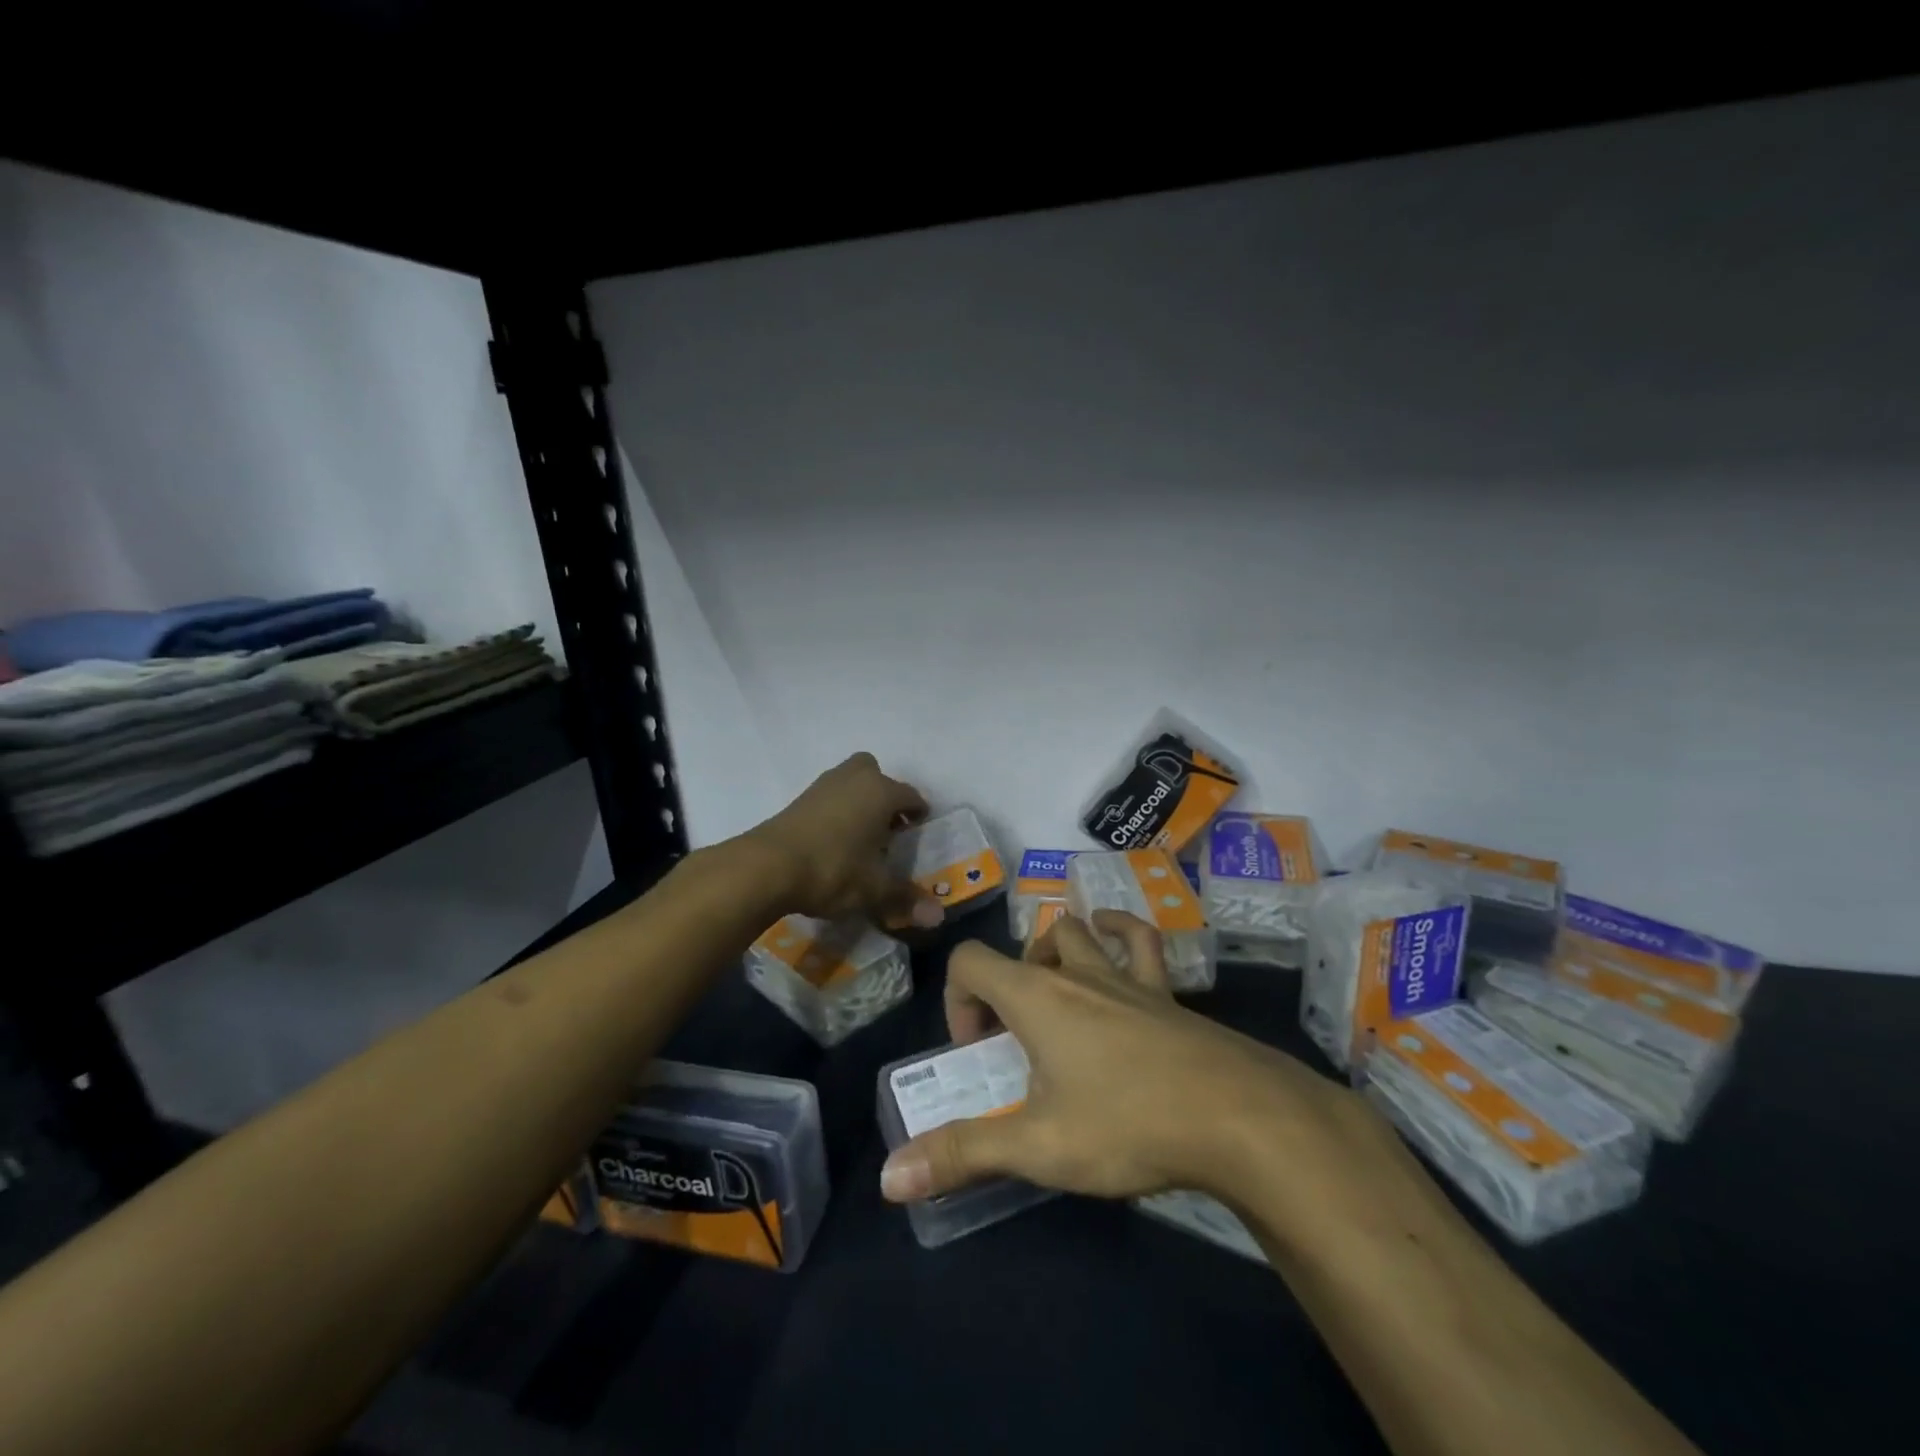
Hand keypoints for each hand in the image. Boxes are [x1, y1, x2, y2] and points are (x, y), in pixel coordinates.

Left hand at [746, 752, 944, 930]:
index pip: (911, 796)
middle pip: (877, 775)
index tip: (918, 833)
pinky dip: (838, 809)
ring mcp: (824, 785)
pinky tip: (834, 839)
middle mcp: (855, 778)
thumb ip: (906, 898)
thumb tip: (938, 918)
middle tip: (888, 827)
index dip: (919, 814)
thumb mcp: (873, 889)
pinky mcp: (799, 798)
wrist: (767, 866)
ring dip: (860, 801)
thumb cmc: (832, 869)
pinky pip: (830, 795)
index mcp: (881, 792)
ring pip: (851, 781)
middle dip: (886, 796)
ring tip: (861, 836)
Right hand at [881, 912, 1349, 1208]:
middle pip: (1025, 946)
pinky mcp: (1167, 993)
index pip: (971, 961)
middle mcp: (1078, 974)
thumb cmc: (1128, 1123)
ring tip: (1055, 993)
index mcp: (1037, 998)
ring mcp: (1126, 978)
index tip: (977, 1051)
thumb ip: (964, 1154)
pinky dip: (1120, 932)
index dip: (958, 998)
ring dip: (1056, 952)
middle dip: (1009, 984)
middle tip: (1019, 1040)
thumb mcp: (1039, 1146)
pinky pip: (1140, 942)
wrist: (1238, 1116)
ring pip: (1078, 933)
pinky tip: (1114, 938)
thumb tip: (890, 1177)